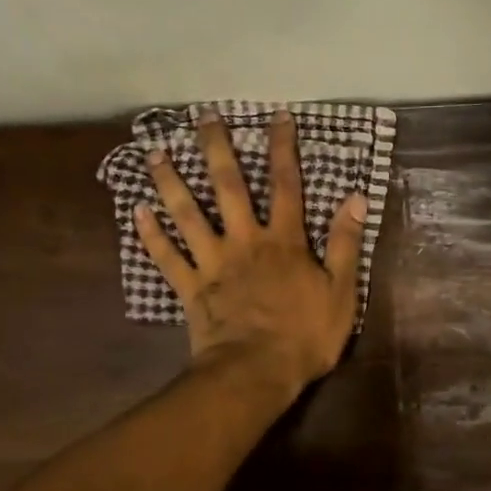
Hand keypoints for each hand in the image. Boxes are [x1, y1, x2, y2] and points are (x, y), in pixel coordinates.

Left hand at [136, 108, 366, 394]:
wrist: (257, 373)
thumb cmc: (304, 337)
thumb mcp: (341, 293)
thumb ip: (344, 244)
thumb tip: (355, 198)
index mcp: (284, 241)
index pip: (286, 185)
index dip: (283, 149)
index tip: (277, 116)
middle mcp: (245, 241)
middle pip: (228, 187)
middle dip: (216, 149)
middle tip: (201, 117)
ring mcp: (213, 263)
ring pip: (188, 215)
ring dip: (170, 182)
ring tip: (154, 152)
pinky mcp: (191, 288)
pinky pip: (167, 258)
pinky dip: (151, 235)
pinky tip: (136, 211)